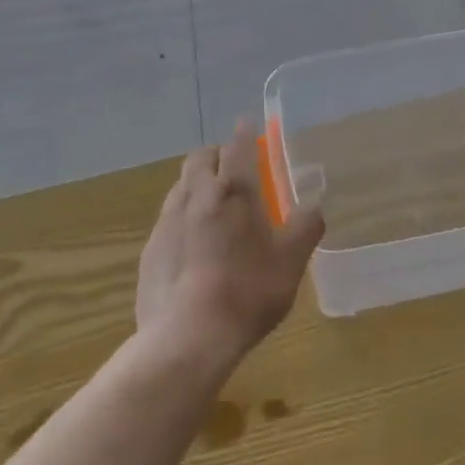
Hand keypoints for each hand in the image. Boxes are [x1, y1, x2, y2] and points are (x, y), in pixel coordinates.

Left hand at [136, 121, 325, 369]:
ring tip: (212, 206)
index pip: (237, 146)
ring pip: (181, 185)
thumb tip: (315, 206)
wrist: (187, 338)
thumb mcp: (291, 261)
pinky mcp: (150, 248)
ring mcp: (168, 220)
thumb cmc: (248, 292)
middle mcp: (196, 194)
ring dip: (196, 184)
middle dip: (216, 155)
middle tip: (232, 171)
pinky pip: (168, 218)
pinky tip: (192, 245)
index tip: (247, 126)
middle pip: (200, 157)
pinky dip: (182, 217)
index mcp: (234, 190)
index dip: (244, 134)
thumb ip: (306, 227)